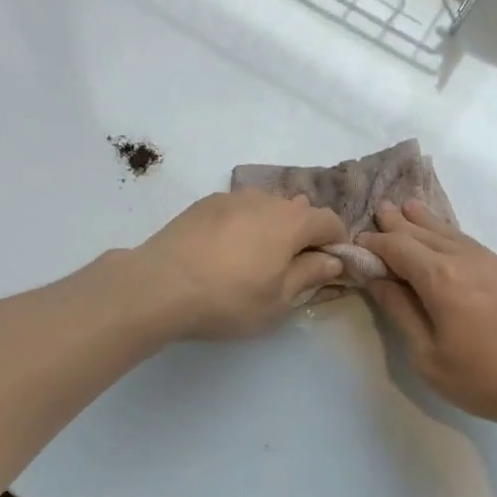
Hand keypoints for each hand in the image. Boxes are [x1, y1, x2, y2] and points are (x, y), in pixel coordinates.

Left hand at [132, 191, 347, 339]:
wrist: (160, 285)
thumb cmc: (228, 299)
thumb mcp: (278, 300)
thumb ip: (309, 275)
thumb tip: (333, 260)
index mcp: (291, 221)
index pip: (329, 221)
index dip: (336, 242)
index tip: (330, 266)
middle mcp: (265, 199)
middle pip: (298, 210)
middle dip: (304, 234)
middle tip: (291, 267)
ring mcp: (231, 197)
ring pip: (266, 206)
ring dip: (272, 226)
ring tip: (257, 257)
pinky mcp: (204, 203)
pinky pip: (238, 209)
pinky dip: (243, 224)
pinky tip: (226, 250)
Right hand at [359, 201, 496, 432]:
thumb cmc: (487, 379)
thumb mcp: (428, 356)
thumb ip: (401, 312)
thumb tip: (377, 279)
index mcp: (440, 277)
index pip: (398, 247)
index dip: (375, 243)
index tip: (358, 241)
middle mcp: (467, 259)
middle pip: (425, 233)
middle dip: (400, 223)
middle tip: (382, 208)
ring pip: (453, 235)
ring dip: (428, 223)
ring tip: (411, 208)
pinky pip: (474, 246)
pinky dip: (453, 237)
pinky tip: (451, 241)